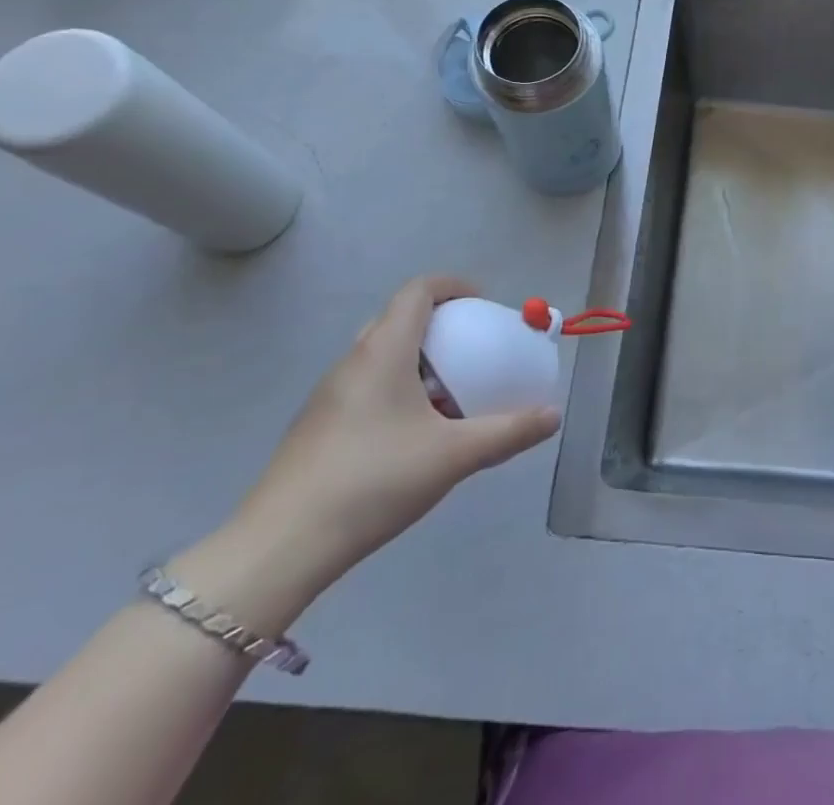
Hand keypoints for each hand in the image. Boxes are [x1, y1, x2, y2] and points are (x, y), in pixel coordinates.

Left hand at [231, 276, 560, 595]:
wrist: (280, 547)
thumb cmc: (373, 481)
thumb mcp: (454, 455)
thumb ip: (508, 432)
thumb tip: (553, 416)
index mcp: (384, 350)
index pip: (419, 290)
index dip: (455, 286)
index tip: (484, 307)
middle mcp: (353, 360)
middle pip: (399, 318)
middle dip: (441, 325)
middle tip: (472, 350)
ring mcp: (329, 395)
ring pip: (380, 354)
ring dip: (418, 360)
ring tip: (449, 395)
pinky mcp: (317, 427)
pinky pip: (366, 385)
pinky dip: (397, 388)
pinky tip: (413, 435)